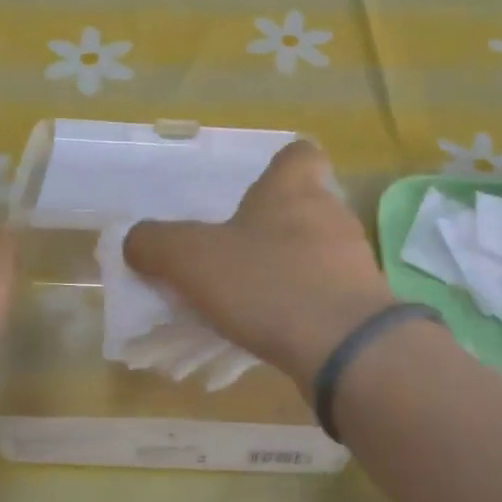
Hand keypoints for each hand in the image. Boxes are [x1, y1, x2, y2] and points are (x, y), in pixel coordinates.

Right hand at [124, 141, 395, 383]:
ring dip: (288, 268)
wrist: (344, 348)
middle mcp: (330, 215)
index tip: (253, 192)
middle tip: (236, 254)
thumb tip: (137, 241)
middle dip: (273, 226)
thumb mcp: (191, 260)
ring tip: (251, 299)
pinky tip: (276, 329)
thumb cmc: (266, 284)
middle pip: (305, 206)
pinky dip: (304, 305)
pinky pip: (328, 293)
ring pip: (317, 252)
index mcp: (293, 189)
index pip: (300, 153)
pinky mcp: (365, 303)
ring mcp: (355, 260)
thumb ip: (156, 244)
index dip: (279, 166)